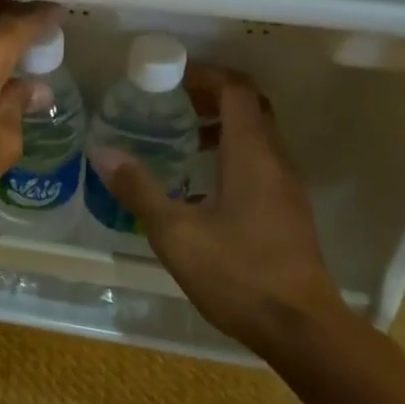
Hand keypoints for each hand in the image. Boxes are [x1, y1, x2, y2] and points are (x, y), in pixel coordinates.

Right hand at [91, 64, 349, 358]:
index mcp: (252, 154)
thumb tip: (102, 151)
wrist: (302, 329)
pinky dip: (233, 155)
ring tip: (182, 138)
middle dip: (212, 96)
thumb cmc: (238, 273)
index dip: (206, 74)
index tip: (171, 76)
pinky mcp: (288, 213)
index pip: (236, 90)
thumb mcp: (176, 232)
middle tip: (172, 101)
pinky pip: (261, 164)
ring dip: (223, 127)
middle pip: (250, 108)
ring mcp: (287, 188)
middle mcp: (275, 161)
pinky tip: (202, 185)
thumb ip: (139, 189)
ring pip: (258, 137)